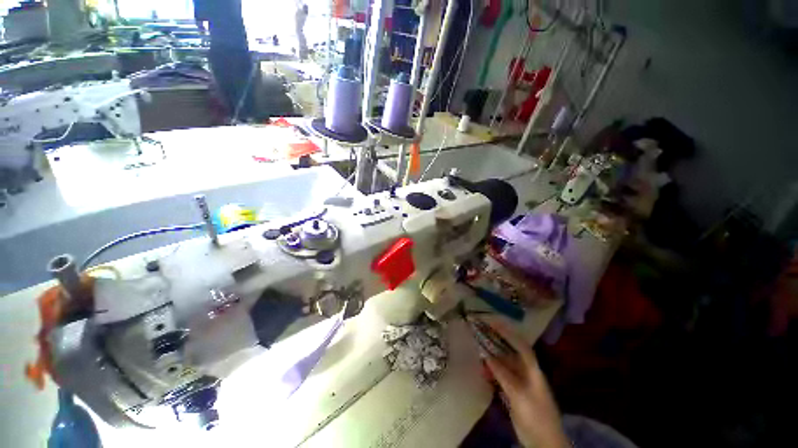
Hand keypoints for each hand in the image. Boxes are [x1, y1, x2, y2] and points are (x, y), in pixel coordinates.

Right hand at [483, 319, 568, 447]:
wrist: (544, 442)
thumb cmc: (535, 415)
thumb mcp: (519, 395)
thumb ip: (503, 375)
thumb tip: (487, 356)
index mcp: (533, 370)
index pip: (520, 345)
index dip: (507, 332)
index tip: (492, 322)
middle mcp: (526, 372)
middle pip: (510, 352)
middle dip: (496, 341)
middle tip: (481, 331)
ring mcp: (520, 382)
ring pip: (504, 364)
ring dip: (492, 357)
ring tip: (477, 349)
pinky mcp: (514, 392)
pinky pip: (501, 376)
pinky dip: (492, 372)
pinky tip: (482, 371)